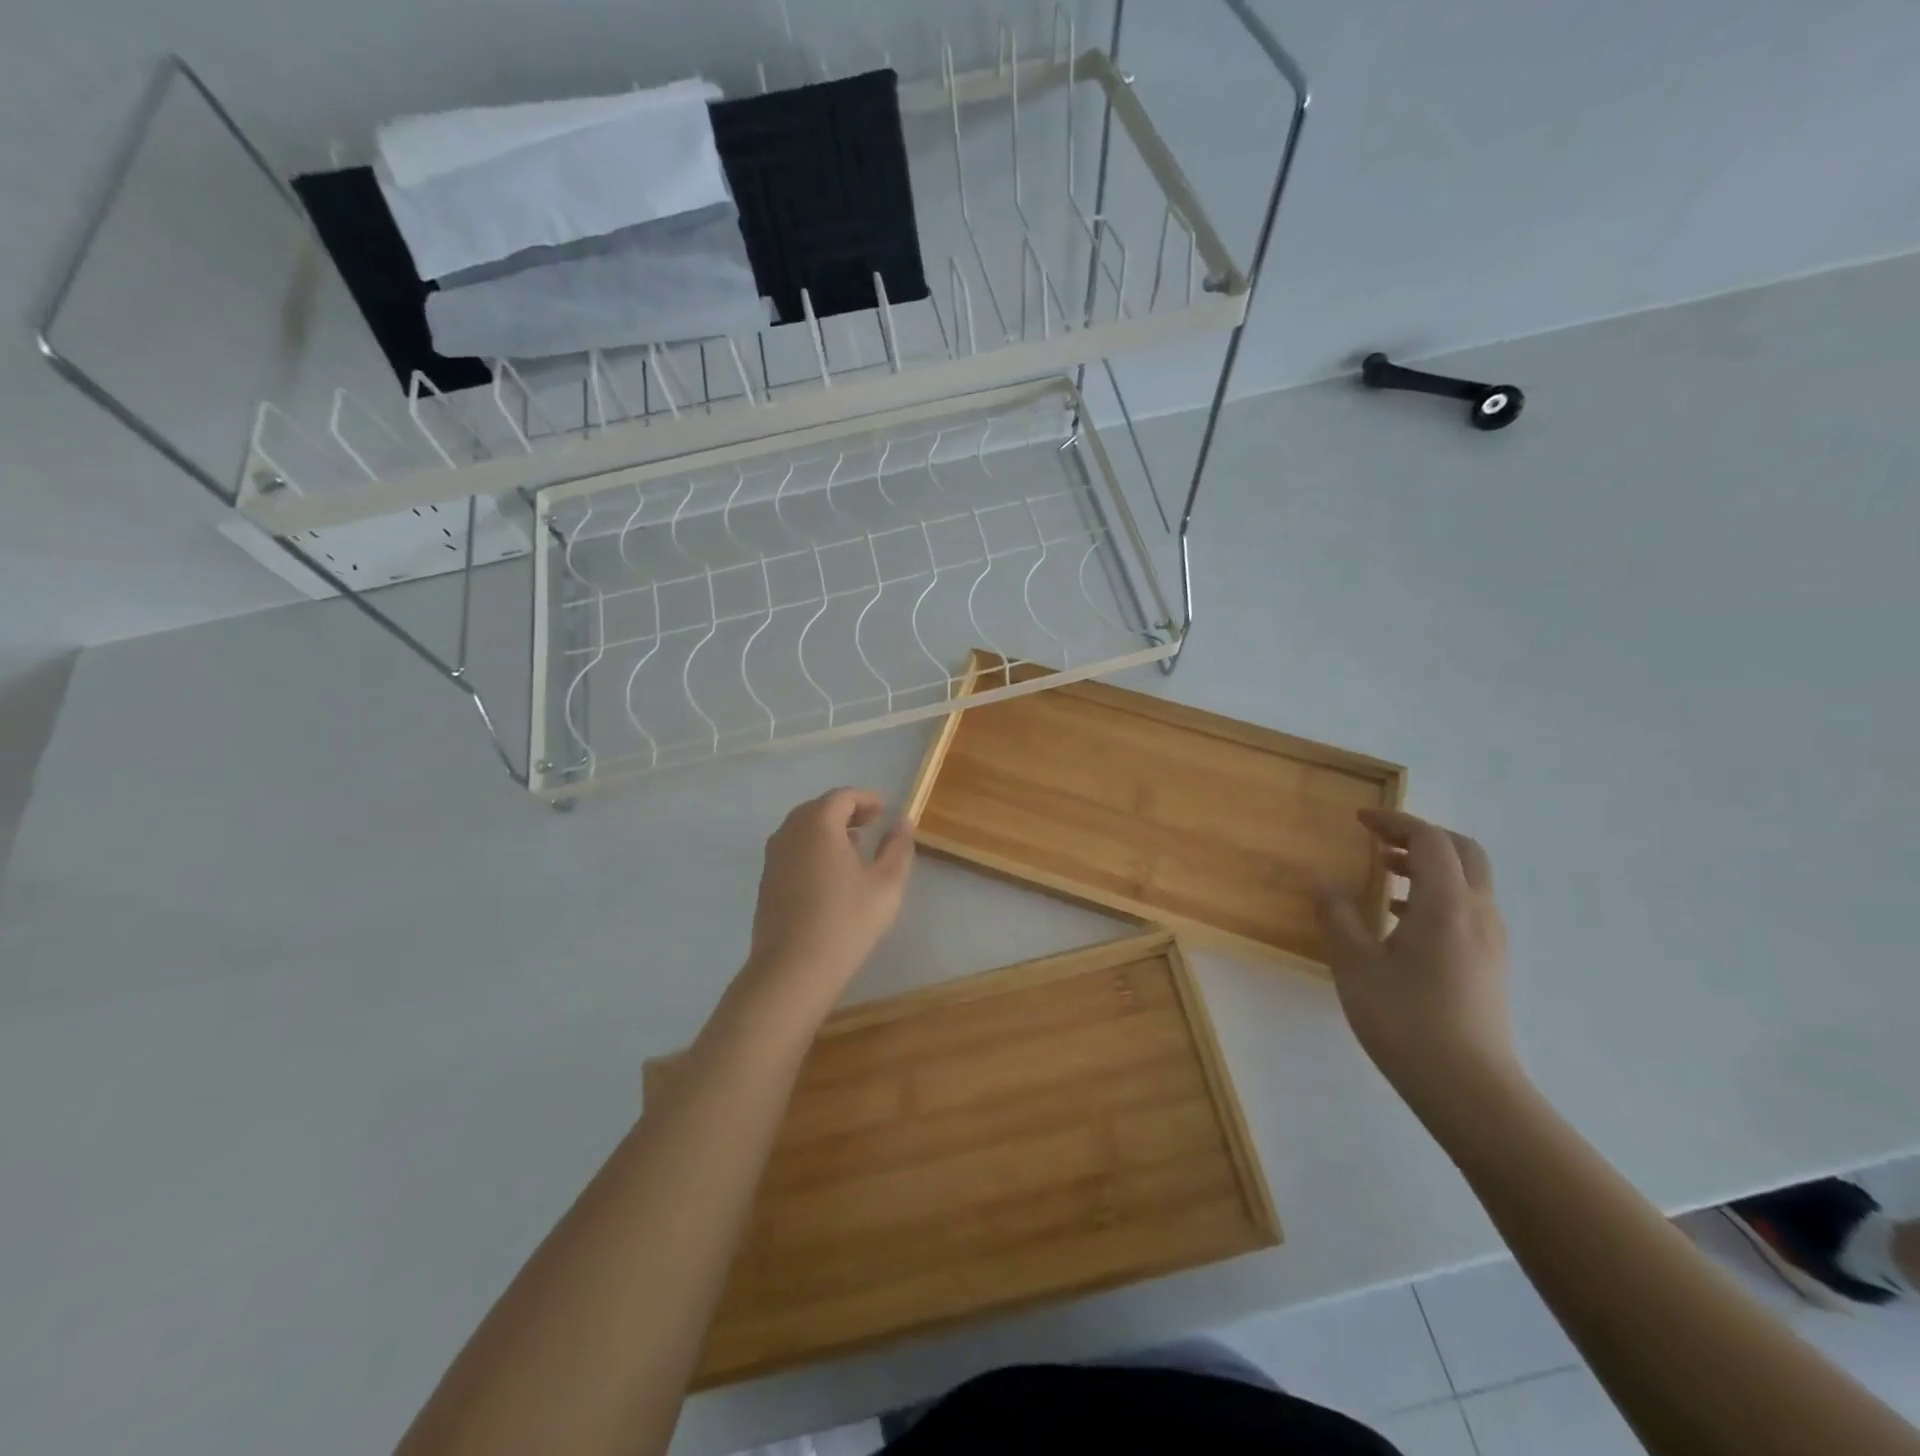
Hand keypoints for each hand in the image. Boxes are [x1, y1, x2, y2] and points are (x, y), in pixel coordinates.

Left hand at [743, 788, 914, 1010]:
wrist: (792, 970)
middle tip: (871, 826)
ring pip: (802, 829)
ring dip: (828, 831)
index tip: (885, 811)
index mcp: (818, 824)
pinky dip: (812, 849)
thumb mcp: (886, 884)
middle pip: (819, 809)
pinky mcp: (766, 881)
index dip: (866, 799)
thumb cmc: (846, 921)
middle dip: (847, 812)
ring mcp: (773, 857)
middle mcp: (789, 832)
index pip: (842, 796)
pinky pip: (792, 850)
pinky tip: (830, 876)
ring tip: (854, 849)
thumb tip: (902, 822)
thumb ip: (898, 847)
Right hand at [1314, 809, 1515, 1109]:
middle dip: (1420, 836)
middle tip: (1377, 840)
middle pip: (1462, 851)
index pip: (1429, 839)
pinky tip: (1400, 919)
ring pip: (1468, 880)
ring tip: (1383, 876)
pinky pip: (1466, 908)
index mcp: (1446, 903)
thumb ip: (1337, 914)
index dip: (1395, 821)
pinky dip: (1435, 894)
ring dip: (1428, 865)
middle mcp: (1478, 912)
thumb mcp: (1355, 963)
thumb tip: (1322, 879)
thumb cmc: (1405, 1018)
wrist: (1468, 1088)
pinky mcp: (1489, 963)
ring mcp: (1490, 940)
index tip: (1359, 820)